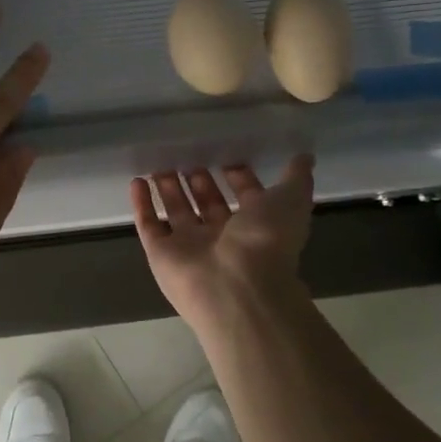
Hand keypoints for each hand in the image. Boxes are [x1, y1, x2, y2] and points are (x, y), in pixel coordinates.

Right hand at [130, 158, 315, 329]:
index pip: (245, 197)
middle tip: (187, 154)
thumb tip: (305, 156)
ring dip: (168, 188)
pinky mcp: (161, 254)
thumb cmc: (266, 241)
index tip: (227, 153)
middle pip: (207, 204)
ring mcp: (189, 247)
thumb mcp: (290, 201)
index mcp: (255, 226)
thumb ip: (296, 178)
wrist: (237, 288)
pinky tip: (136, 180)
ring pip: (177, 212)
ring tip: (158, 163)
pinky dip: (142, 204)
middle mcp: (222, 237)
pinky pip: (149, 225)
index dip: (238, 176)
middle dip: (198, 181)